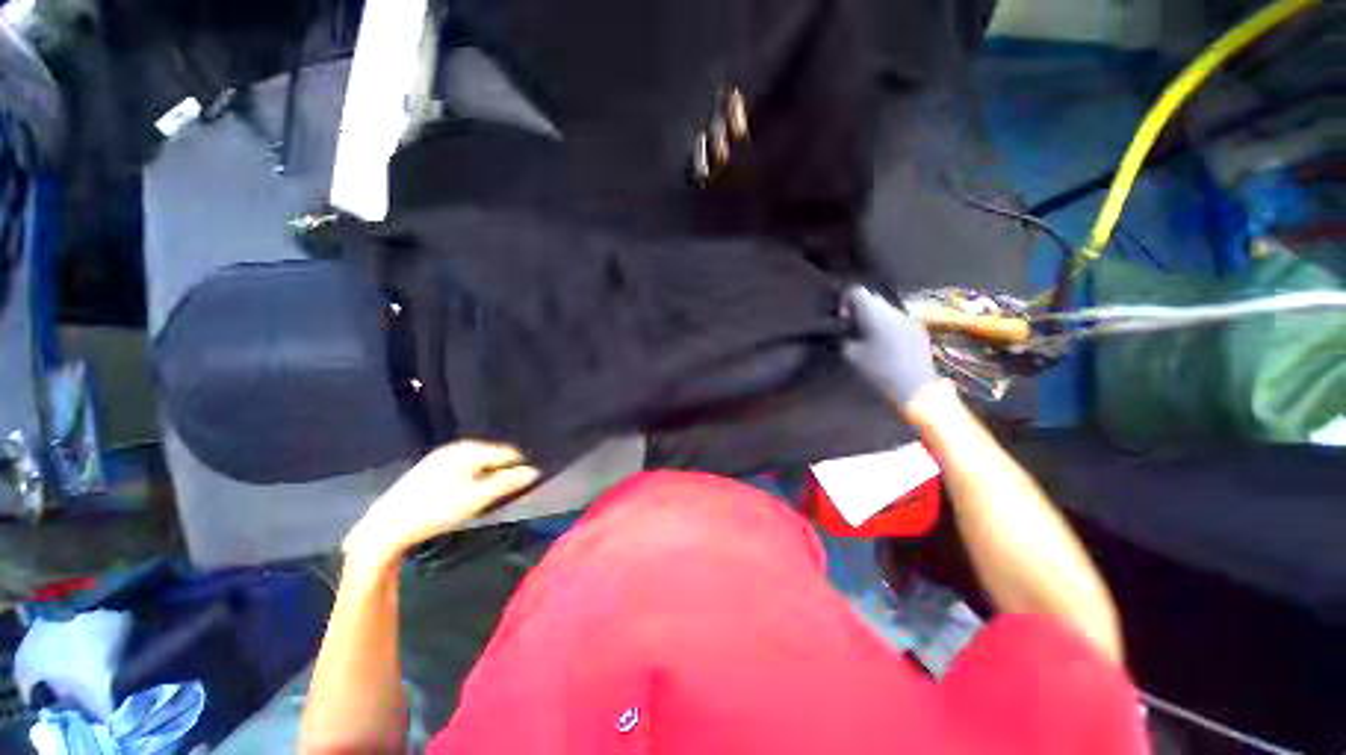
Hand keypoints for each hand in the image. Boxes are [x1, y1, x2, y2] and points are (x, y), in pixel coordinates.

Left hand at [343, 441, 539, 563]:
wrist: (388, 524)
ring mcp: (441, 455)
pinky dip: (471, 476)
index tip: (525, 485)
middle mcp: (458, 447)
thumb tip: (534, 471)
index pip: (509, 452)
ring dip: (487, 474)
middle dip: (503, 470)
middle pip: (493, 455)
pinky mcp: (430, 467)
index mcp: (472, 450)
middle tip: (507, 493)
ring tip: (489, 495)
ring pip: (477, 461)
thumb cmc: (438, 510)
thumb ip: (508, 483)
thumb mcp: (478, 498)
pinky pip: (462, 466)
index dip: (520, 467)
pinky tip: (465, 493)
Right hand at [842, 286, 940, 412]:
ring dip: (873, 317)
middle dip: (858, 309)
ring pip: (885, 308)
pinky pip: (897, 319)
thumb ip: (844, 339)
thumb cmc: (880, 371)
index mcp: (875, 313)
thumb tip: (842, 333)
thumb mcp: (852, 356)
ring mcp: (909, 318)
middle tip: (850, 328)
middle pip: (872, 298)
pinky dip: (887, 325)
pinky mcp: (918, 329)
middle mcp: (893, 310)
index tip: (840, 319)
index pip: (856, 291)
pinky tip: (884, 345)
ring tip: (866, 337)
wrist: (916, 388)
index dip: (844, 301)